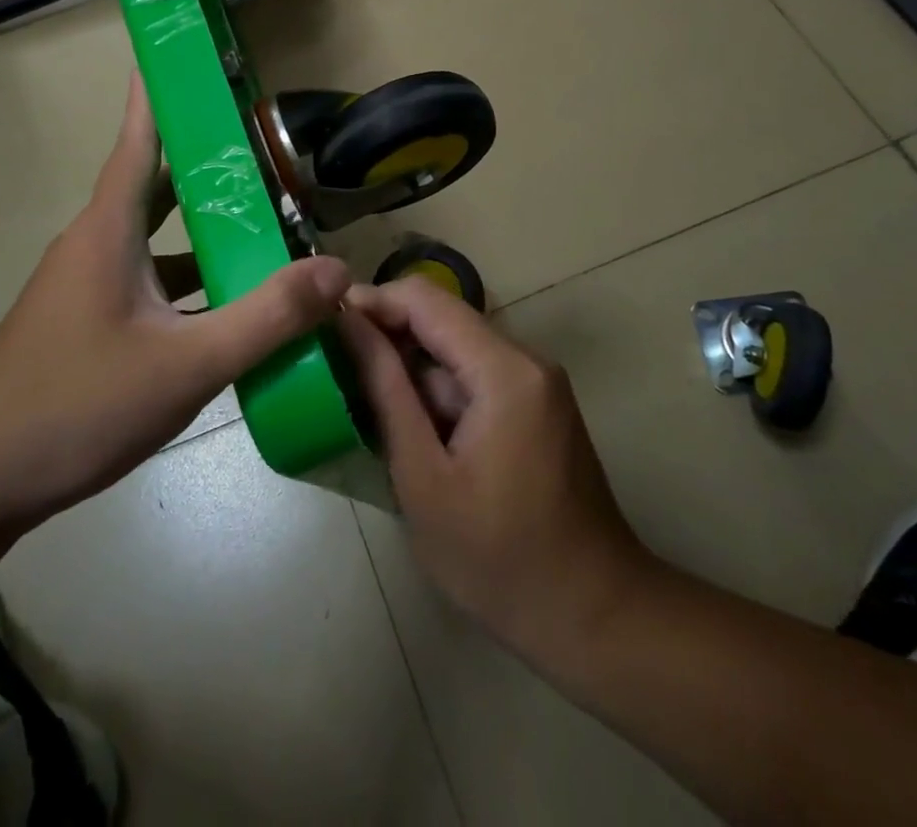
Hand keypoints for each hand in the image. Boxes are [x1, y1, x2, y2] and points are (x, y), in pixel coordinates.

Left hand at [0, 76, 350, 531]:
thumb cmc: (74, 405)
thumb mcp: (185, 365)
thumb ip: (266, 318)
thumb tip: (336, 270)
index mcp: (109, 229)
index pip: (140, 139)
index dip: (161, 92)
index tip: (182, 50)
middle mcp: (96, 243)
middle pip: (158, 185)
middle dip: (208, 162)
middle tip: (265, 145)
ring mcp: (87, 285)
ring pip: (158, 239)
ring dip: (206, 230)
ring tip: (267, 225)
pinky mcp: (88, 321)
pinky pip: (150, 280)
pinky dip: (190, 279)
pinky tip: (230, 305)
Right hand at [340, 279, 651, 658]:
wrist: (593, 616)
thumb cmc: (499, 559)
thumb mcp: (424, 478)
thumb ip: (386, 391)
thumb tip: (348, 326)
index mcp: (504, 370)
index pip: (425, 300)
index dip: (371, 303)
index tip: (324, 326)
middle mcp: (526, 359)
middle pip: (442, 320)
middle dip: (386, 337)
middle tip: (333, 370)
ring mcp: (535, 382)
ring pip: (455, 350)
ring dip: (409, 369)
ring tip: (359, 402)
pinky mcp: (535, 405)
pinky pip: (474, 376)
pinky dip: (436, 392)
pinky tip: (407, 427)